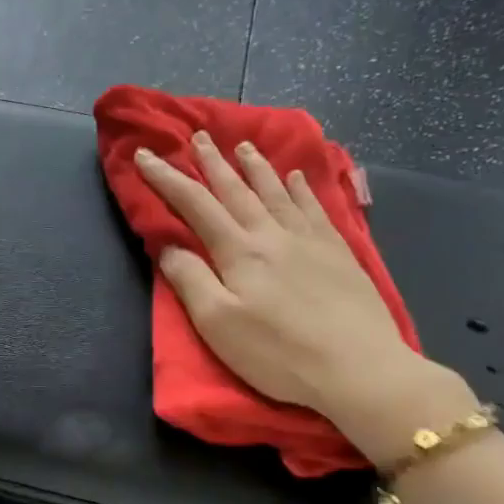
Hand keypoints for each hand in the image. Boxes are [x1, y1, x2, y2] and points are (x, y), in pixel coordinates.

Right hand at [135, 134, 473, 461]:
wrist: (358, 368)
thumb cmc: (277, 352)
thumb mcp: (218, 324)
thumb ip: (190, 280)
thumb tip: (170, 245)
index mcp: (238, 252)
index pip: (194, 205)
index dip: (167, 178)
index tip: (145, 155)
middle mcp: (272, 235)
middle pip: (236, 190)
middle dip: (213, 162)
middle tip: (198, 136)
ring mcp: (310, 240)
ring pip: (276, 192)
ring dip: (256, 167)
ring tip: (243, 146)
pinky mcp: (339, 253)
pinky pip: (315, 208)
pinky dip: (302, 188)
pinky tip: (298, 177)